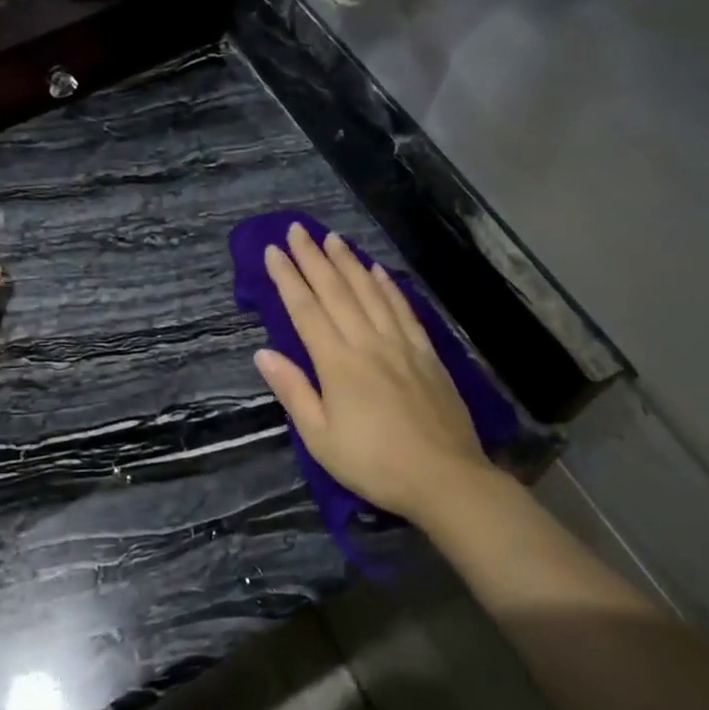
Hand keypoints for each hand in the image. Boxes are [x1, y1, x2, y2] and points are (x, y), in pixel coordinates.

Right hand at [254, 223, 493, 521]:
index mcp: (337, 363)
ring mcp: (400, 345)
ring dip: (348, 262)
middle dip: (313, 258)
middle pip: (336, 292)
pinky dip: (387, 286)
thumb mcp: (320, 438)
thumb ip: (293, 391)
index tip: (274, 251)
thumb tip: (263, 353)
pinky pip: (403, 310)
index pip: (306, 310)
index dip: (287, 278)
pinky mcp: (426, 354)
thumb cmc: (374, 463)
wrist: (445, 479)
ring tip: (332, 238)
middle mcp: (367, 343)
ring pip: (369, 292)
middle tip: (297, 229)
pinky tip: (377, 270)